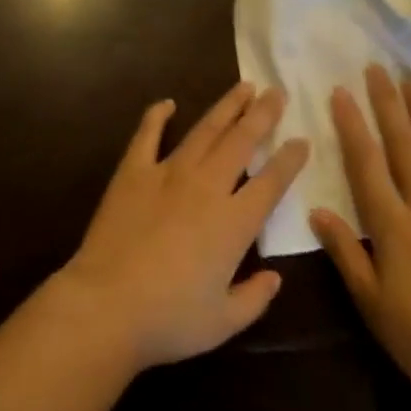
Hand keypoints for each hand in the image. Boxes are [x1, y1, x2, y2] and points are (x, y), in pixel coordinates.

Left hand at [52, 81, 308, 370]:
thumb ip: (255, 298)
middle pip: (241, 141)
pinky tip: (168, 103)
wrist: (107, 305)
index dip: (289, 160)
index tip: (302, 140)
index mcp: (233, 223)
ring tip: (243, 87)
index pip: (271, 182)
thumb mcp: (224, 322)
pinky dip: (157, 115)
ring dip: (226, 106)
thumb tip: (275, 277)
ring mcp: (168, 172)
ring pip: (204, 130)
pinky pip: (148, 134)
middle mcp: (206, 186)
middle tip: (277, 92)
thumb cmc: (170, 320)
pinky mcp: (133, 171)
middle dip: (262, 115)